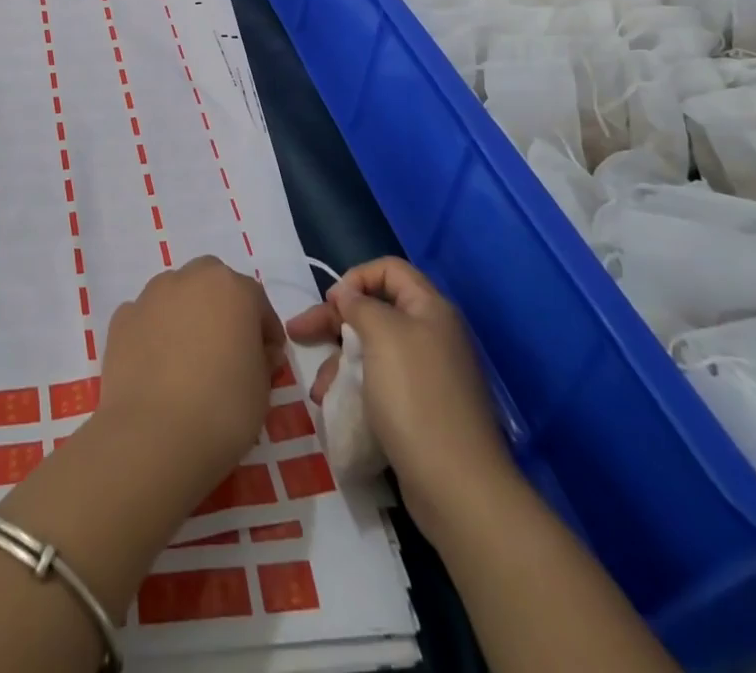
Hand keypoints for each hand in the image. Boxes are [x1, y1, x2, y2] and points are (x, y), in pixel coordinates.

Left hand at [99, 256, 285, 497]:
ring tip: (188, 358)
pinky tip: (157, 367)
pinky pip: (146, 318)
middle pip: (211, 283)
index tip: (268, 358)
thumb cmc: (222, 409)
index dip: (264, 329)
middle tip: (227, 348)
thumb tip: (260, 352)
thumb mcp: (262, 390)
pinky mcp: (121, 318)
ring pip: (176, 294)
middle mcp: (190, 278)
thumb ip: (263, 360)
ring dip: (186, 314)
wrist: (153, 436)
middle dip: (222, 307)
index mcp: (232, 288)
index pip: (256, 300)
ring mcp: (151, 295)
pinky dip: (154, 333)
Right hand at [286, 257, 516, 533]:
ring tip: (318, 391)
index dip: (356, 278)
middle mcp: (431, 335)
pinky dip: (355, 389)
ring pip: (372, 351)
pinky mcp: (421, 411)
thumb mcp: (383, 335)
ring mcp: (428, 375)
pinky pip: (380, 385)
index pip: (389, 269)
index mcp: (429, 309)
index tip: (332, 303)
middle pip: (375, 310)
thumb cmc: (416, 396)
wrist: (458, 487)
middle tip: (297, 334)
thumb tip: (347, 294)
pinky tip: (335, 408)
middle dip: (334, 322)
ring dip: (339, 362)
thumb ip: (360, 305)